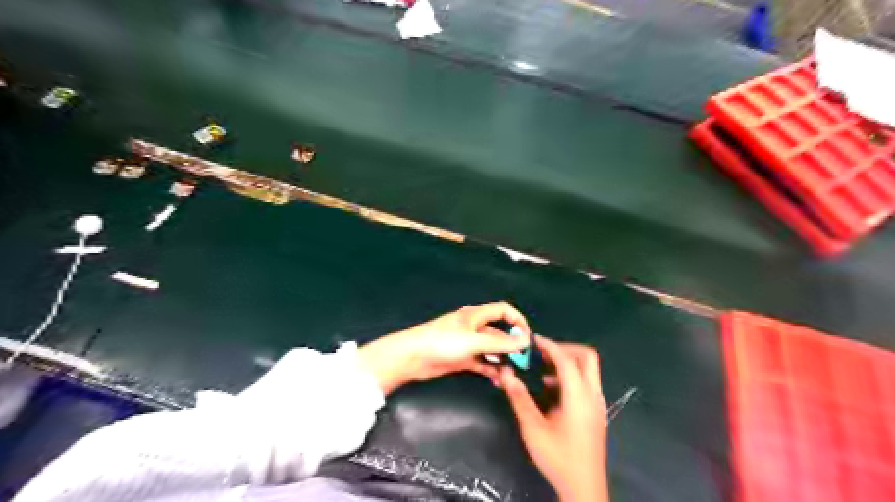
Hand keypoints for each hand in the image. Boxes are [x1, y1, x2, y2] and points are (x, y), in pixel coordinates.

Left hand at [358, 303, 529, 394]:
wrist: (412, 358)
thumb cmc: (442, 343)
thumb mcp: (473, 342)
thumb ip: (500, 342)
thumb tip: (526, 341)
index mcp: (476, 315)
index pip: (503, 310)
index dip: (518, 320)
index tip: (527, 338)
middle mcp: (474, 327)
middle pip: (499, 332)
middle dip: (512, 345)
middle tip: (524, 362)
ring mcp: (468, 344)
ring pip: (492, 350)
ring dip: (503, 360)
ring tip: (512, 375)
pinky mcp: (462, 359)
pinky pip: (482, 364)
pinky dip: (491, 371)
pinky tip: (499, 382)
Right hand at [500, 335, 611, 501]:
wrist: (583, 488)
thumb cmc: (558, 457)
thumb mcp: (533, 428)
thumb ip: (519, 397)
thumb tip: (506, 373)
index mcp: (579, 397)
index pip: (567, 359)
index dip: (550, 345)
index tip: (533, 340)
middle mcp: (593, 395)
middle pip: (586, 357)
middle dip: (564, 349)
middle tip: (542, 352)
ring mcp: (597, 404)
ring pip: (588, 370)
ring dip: (567, 364)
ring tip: (542, 371)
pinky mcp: (595, 412)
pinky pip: (586, 383)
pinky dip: (570, 377)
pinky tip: (550, 390)